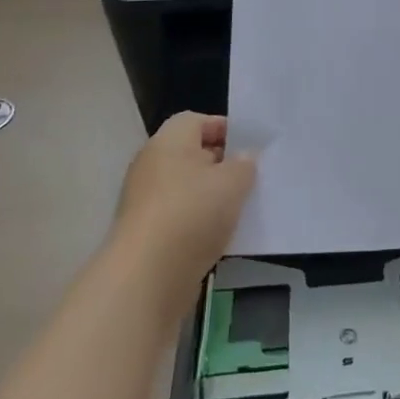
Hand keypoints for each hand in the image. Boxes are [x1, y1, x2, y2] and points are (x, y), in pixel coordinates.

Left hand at [108, 113, 255, 308]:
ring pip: (189, 190)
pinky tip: (224, 236)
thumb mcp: (233, 181)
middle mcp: (152, 165)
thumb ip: (244, 164)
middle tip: (253, 177)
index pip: (198, 121)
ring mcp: (146, 202)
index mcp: (169, 141)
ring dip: (213, 198)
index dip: (226, 129)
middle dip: (222, 165)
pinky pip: (182, 219)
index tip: (252, 147)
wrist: (146, 278)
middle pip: (193, 155)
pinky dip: (201, 224)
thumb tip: (244, 158)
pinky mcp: (148, 235)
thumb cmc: (192, 213)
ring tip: (243, 208)